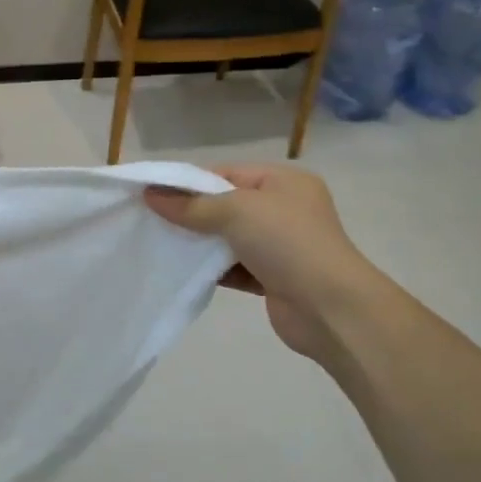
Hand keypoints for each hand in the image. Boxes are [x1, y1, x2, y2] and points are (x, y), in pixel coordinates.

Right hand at [145, 164, 381, 366]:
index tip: (153, 194)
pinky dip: (214, 269)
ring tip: (161, 246)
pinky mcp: (274, 278)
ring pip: (229, 238)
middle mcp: (284, 209)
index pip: (227, 173)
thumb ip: (191, 205)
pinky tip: (185, 272)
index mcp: (283, 182)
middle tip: (152, 221)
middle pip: (226, 205)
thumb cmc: (287, 243)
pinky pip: (235, 267)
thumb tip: (150, 195)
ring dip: (200, 244)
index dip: (190, 182)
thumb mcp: (236, 212)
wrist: (330, 308)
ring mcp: (281, 246)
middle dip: (191, 213)